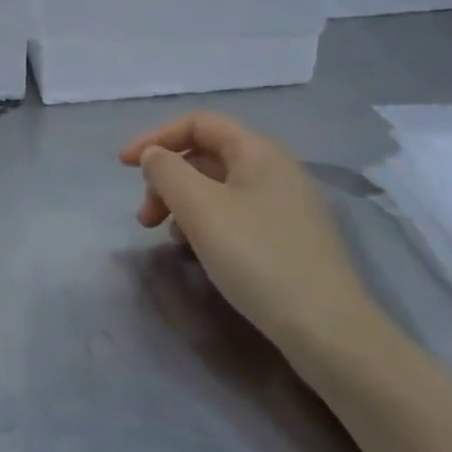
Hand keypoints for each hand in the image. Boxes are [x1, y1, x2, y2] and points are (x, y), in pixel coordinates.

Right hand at [119, 112, 382, 365]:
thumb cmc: (256, 257)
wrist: (327, 328)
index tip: (124, 167)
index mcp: (258, 151)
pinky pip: (237, 213)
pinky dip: (208, 222)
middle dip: (167, 178)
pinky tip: (199, 251)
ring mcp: (288, 204)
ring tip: (166, 236)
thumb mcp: (200, 208)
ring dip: (184, 203)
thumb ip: (166, 171)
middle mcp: (277, 168)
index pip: (198, 123)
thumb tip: (154, 156)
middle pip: (207, 155)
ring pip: (220, 187)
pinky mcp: (291, 237)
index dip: (156, 137)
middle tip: (144, 217)